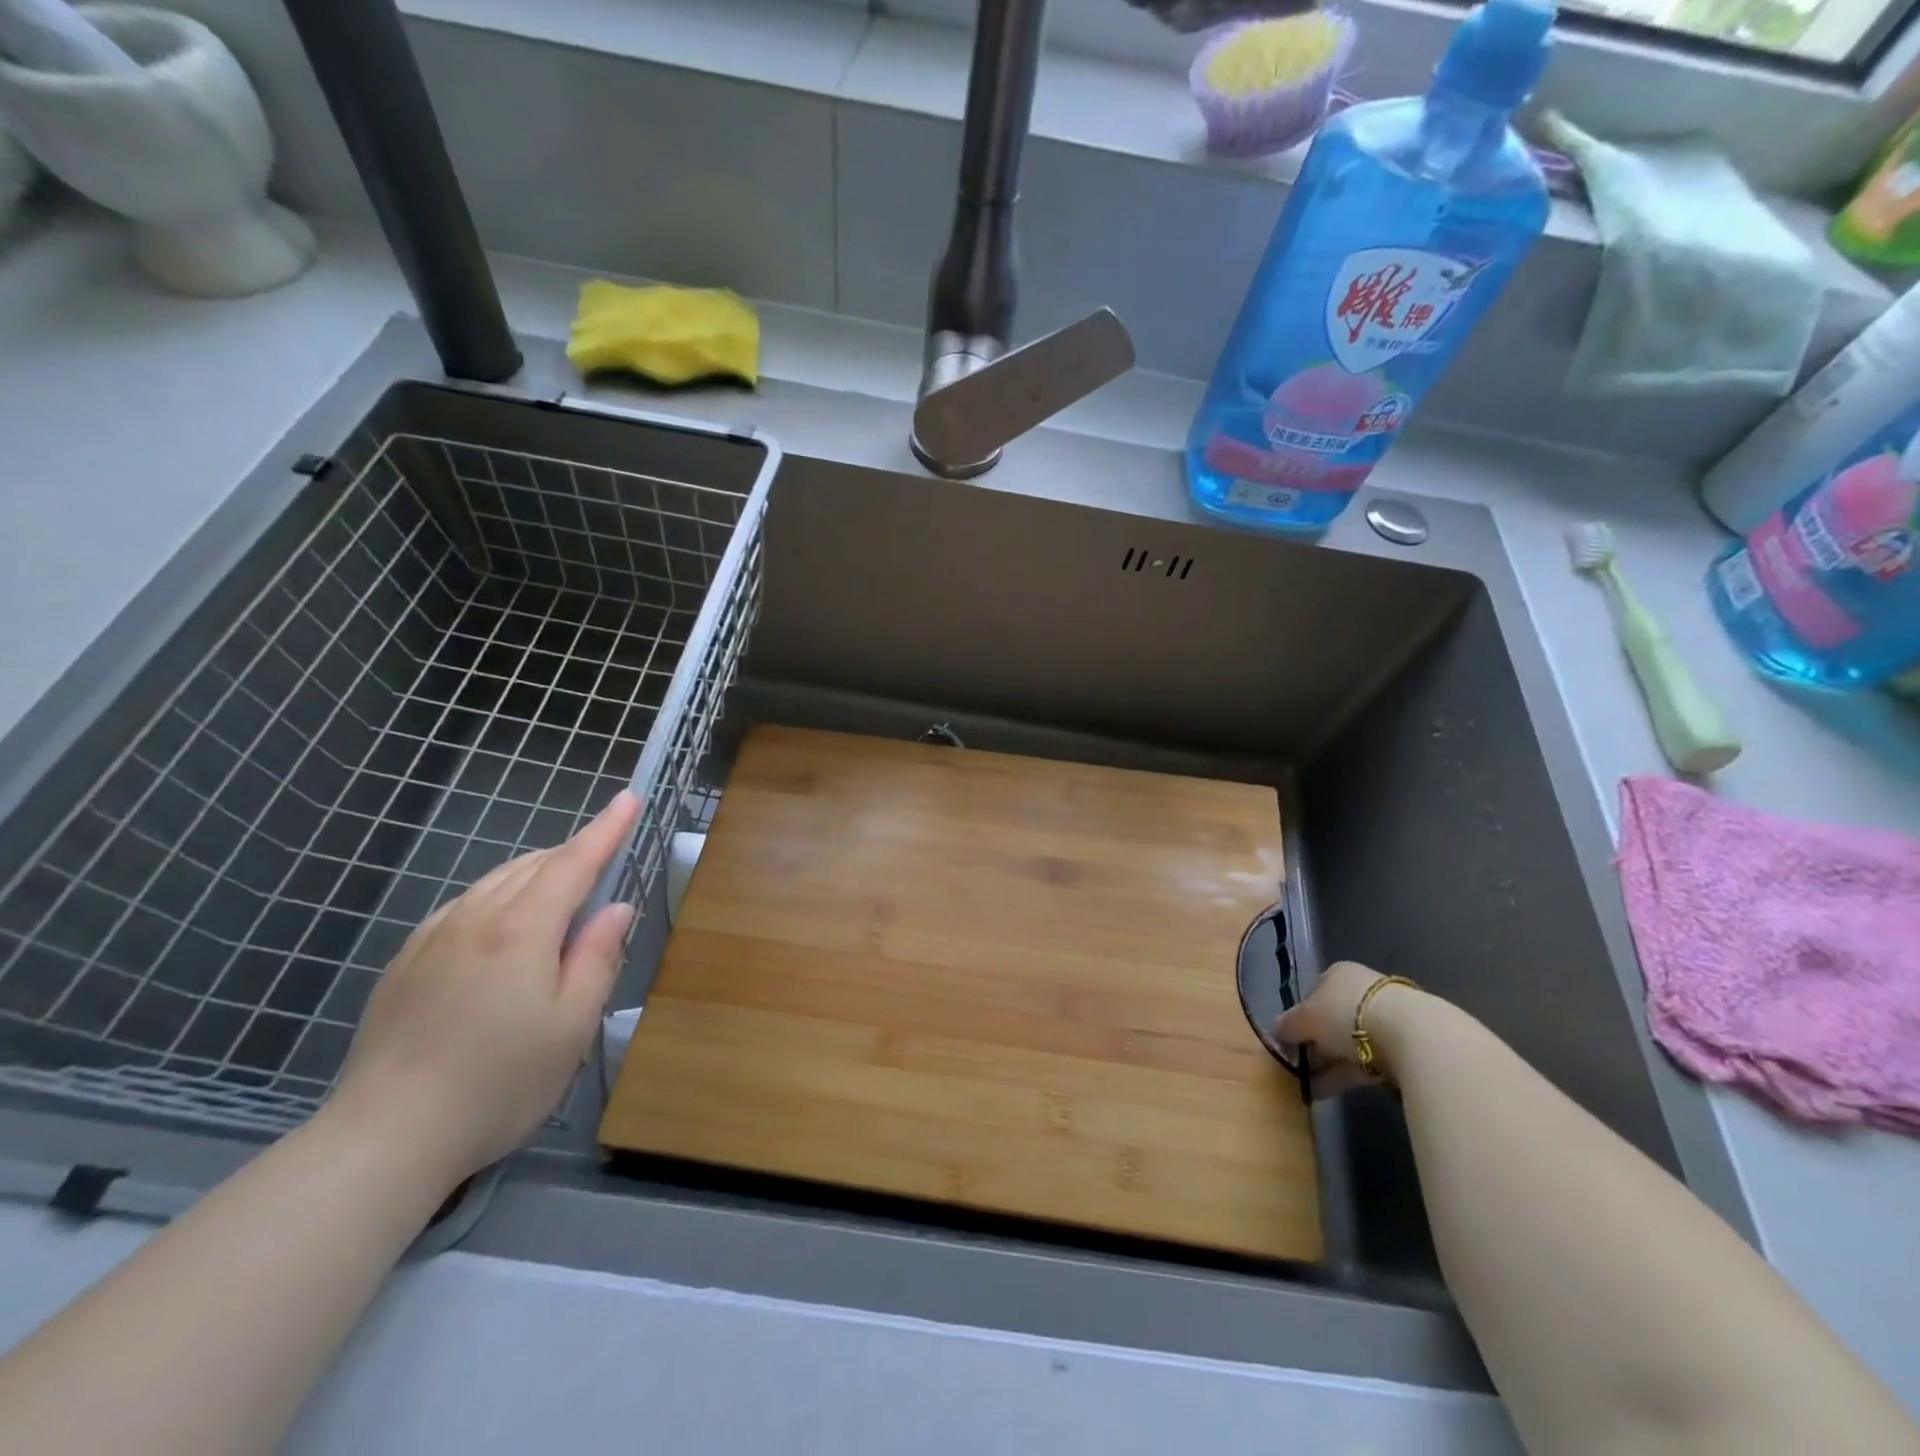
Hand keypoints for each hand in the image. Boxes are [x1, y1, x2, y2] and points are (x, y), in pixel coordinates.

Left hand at [325, 792, 642, 1190]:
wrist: (385, 1138)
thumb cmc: (499, 1083)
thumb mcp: (572, 1025)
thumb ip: (598, 957)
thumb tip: (615, 909)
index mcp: (520, 930)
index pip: (573, 863)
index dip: (605, 829)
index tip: (629, 798)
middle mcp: (474, 919)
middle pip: (533, 866)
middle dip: (574, 854)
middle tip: (605, 865)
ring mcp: (431, 939)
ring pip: (495, 883)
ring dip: (536, 875)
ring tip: (561, 895)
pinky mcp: (404, 963)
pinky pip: (462, 907)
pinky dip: (497, 897)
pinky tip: (501, 928)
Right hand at [1276, 960, 1408, 1096]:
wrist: (1411, 1036)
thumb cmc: (1347, 1014)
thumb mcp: (1305, 1018)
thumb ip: (1288, 1024)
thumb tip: (1277, 1030)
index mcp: (1338, 973)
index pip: (1313, 993)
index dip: (1299, 1016)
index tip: (1289, 1039)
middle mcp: (1362, 991)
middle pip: (1331, 1020)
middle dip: (1315, 1045)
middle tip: (1298, 1067)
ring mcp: (1386, 1018)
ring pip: (1348, 1044)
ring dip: (1328, 1065)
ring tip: (1308, 1088)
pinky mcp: (1403, 1047)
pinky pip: (1366, 1062)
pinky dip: (1346, 1076)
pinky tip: (1327, 1092)